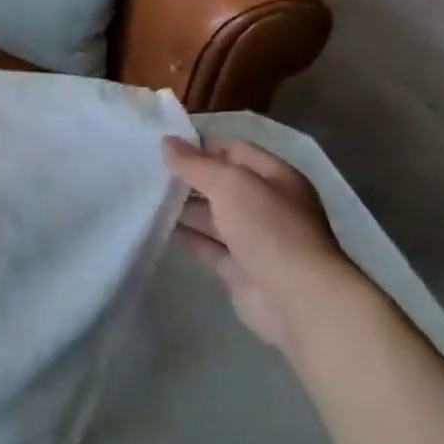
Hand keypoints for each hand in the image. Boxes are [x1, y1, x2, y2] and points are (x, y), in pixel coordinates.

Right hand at [162, 135, 363, 354]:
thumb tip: (166, 142)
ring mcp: (254, 238)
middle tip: (147, 170)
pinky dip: (185, 236)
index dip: (200, 145)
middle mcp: (267, 205)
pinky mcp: (239, 268)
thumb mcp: (230, 185)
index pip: (234, 150)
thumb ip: (195, 164)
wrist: (299, 301)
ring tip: (144, 195)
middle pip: (220, 183)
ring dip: (182, 207)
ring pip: (211, 215)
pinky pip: (206, 245)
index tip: (162, 146)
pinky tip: (156, 226)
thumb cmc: (270, 230)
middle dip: (187, 177)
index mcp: (276, 178)